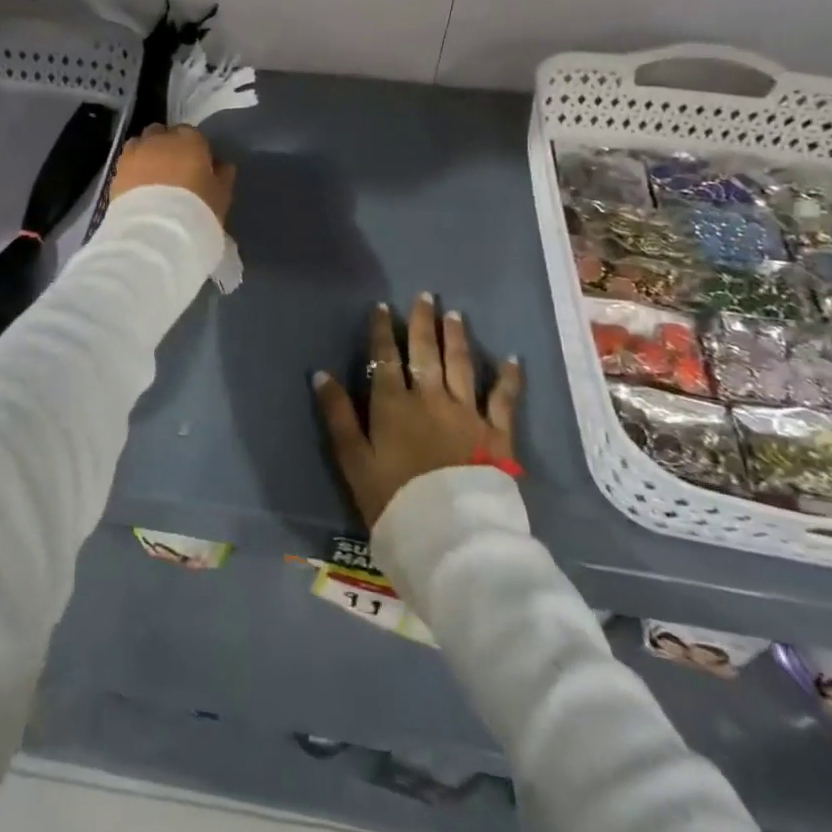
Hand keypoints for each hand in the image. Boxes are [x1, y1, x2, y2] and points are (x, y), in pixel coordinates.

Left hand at [111, 123, 235, 225]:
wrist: (156, 231)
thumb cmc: (197, 210)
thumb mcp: (221, 195)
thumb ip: (222, 174)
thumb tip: (221, 164)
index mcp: (190, 140)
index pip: (192, 134)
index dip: (193, 148)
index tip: (196, 165)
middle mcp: (160, 139)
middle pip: (162, 133)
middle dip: (166, 145)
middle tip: (173, 169)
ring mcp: (135, 153)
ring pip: (140, 143)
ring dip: (146, 153)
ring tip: (151, 176)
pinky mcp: (117, 171)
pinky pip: (126, 162)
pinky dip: (132, 170)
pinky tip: (138, 188)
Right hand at [313, 295, 523, 527]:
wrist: (449, 536)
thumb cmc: (393, 500)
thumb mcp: (354, 461)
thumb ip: (338, 416)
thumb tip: (321, 375)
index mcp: (393, 404)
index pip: (385, 357)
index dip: (382, 330)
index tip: (382, 307)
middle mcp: (430, 398)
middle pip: (424, 352)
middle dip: (422, 322)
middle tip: (424, 296)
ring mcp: (466, 413)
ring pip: (460, 365)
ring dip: (456, 337)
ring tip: (454, 314)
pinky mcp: (496, 433)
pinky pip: (503, 398)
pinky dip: (508, 377)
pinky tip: (511, 359)